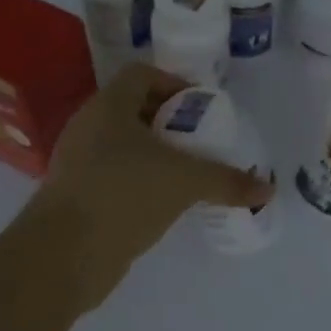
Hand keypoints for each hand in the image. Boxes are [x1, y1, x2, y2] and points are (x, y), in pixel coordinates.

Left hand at [28, 65, 272, 300]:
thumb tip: (267, 190)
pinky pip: (115, 174)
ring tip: (189, 172)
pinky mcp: (76, 195)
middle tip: (201, 140)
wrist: (63, 255)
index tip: (201, 108)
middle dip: (170, 122)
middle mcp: (89, 127)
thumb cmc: (124, 195)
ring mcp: (78, 162)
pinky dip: (141, 180)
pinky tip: (165, 201)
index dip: (174, 83)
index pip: (142, 75)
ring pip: (124, 145)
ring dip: (156, 153)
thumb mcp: (186, 182)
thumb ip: (227, 181)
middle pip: (134, 109)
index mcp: (109, 107)